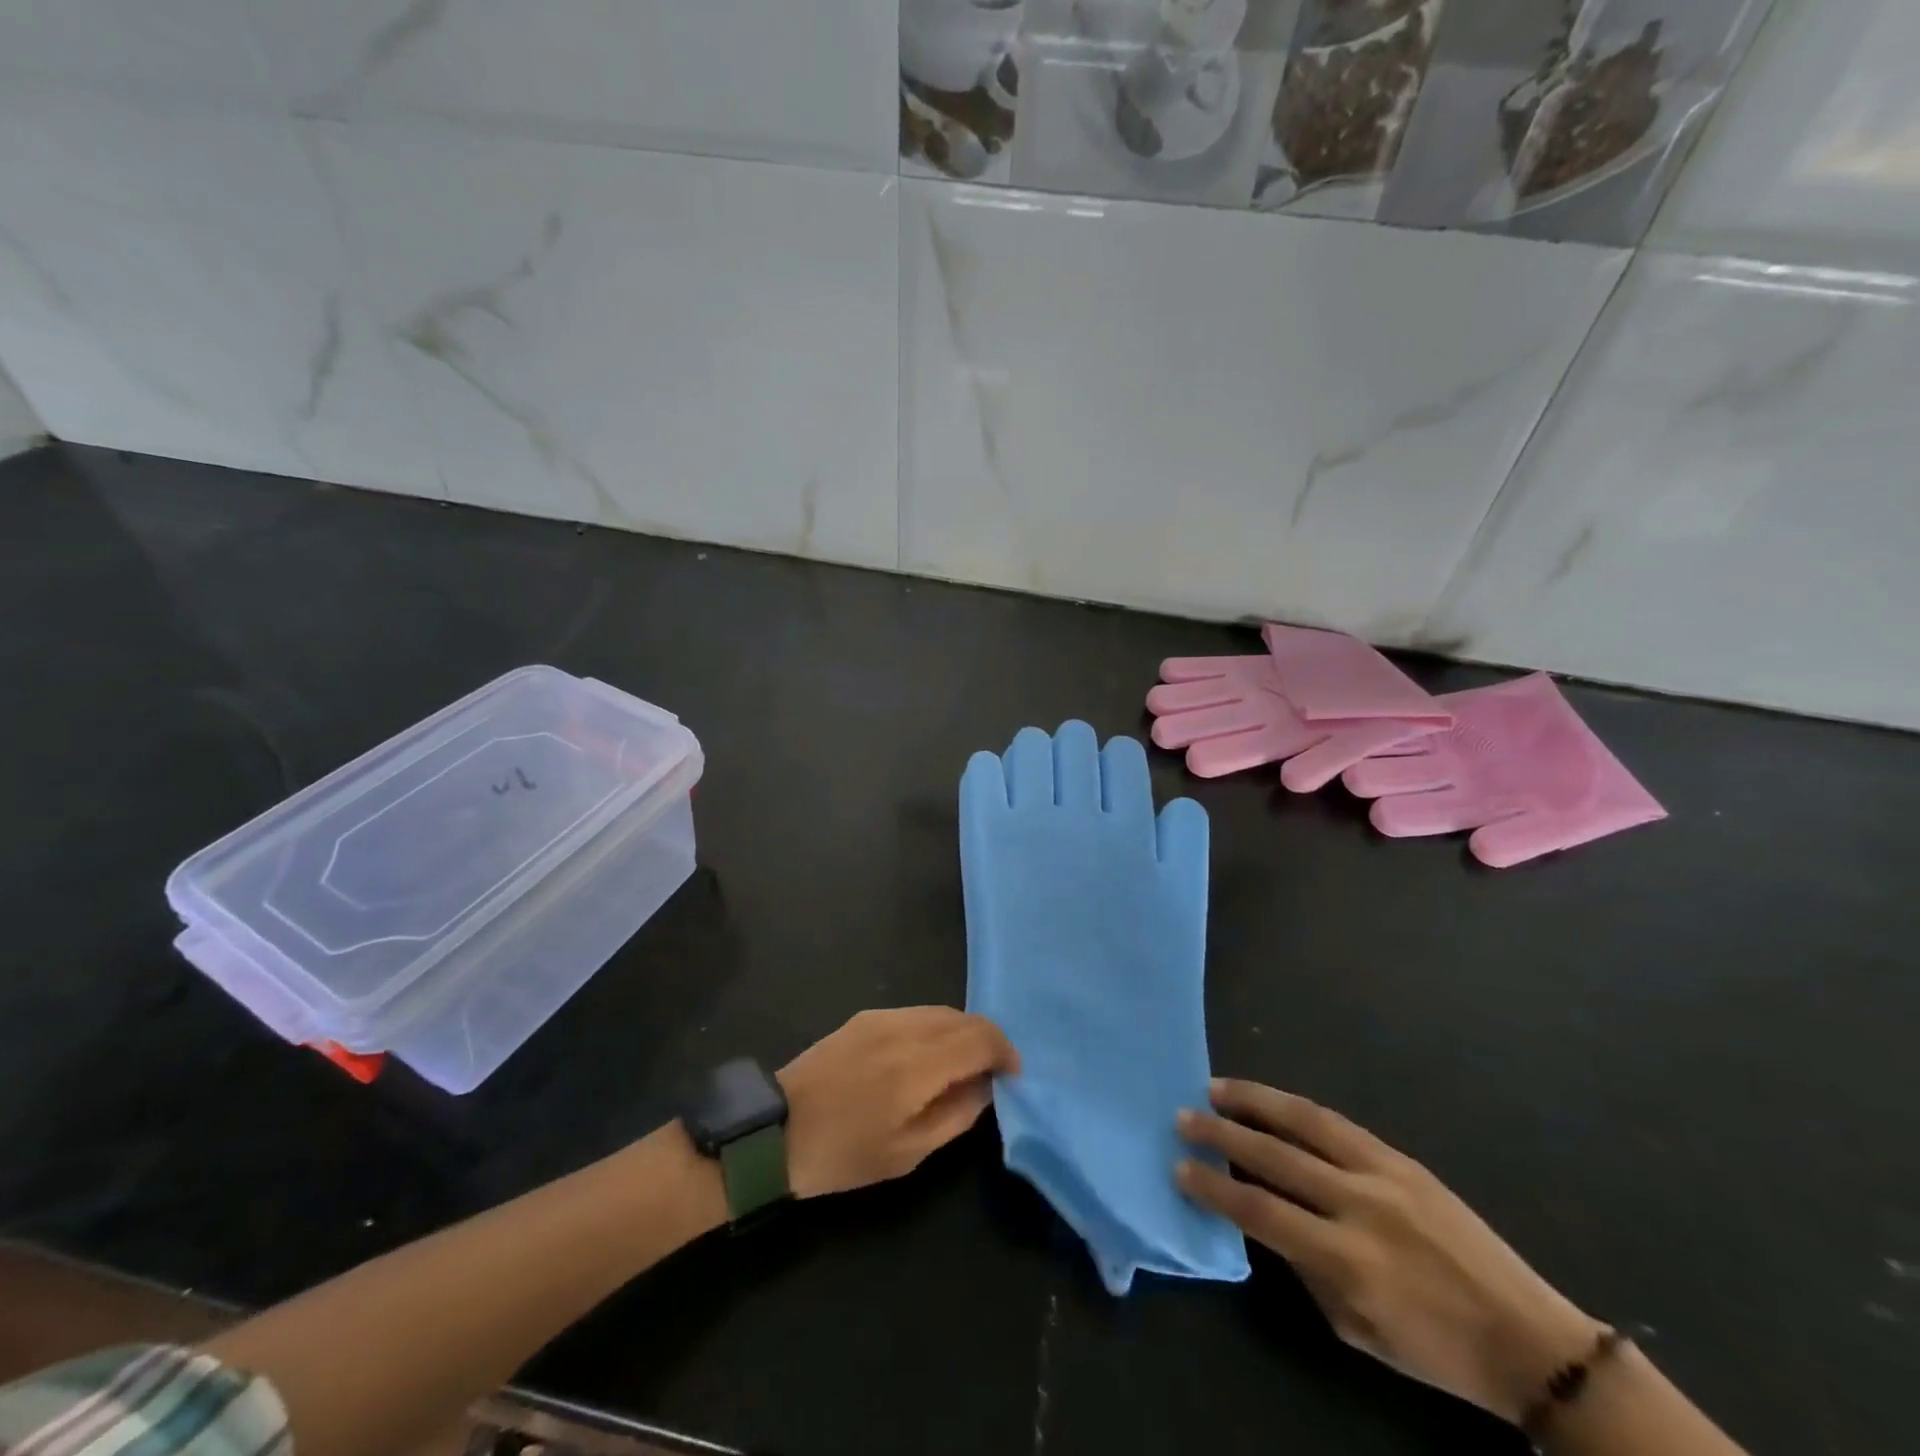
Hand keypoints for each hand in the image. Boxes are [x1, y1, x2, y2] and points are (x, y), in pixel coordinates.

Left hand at [778, 1007, 1019, 1198]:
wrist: (775, 1131)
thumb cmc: (843, 1154)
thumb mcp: (907, 1154)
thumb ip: (956, 1115)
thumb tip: (986, 1086)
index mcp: (917, 1065)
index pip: (980, 1038)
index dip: (1005, 1052)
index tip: (1013, 1076)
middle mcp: (904, 1028)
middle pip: (964, 1018)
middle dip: (988, 1040)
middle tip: (993, 1072)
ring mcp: (882, 1017)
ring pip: (941, 1011)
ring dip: (962, 1032)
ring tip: (963, 1065)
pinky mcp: (865, 1017)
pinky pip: (916, 1013)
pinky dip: (936, 1028)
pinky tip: (929, 1056)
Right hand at [1177, 1081, 1602, 1424]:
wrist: (1528, 1339)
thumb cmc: (1435, 1350)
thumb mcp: (1356, 1329)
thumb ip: (1304, 1268)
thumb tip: (1263, 1216)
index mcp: (1348, 1260)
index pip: (1260, 1210)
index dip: (1214, 1188)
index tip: (1181, 1170)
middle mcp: (1360, 1205)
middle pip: (1274, 1156)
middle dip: (1221, 1133)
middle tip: (1184, 1117)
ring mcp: (1384, 1174)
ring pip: (1305, 1122)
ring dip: (1254, 1101)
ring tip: (1216, 1087)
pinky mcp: (1403, 1159)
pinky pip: (1338, 1124)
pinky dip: (1296, 1108)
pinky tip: (1272, 1100)